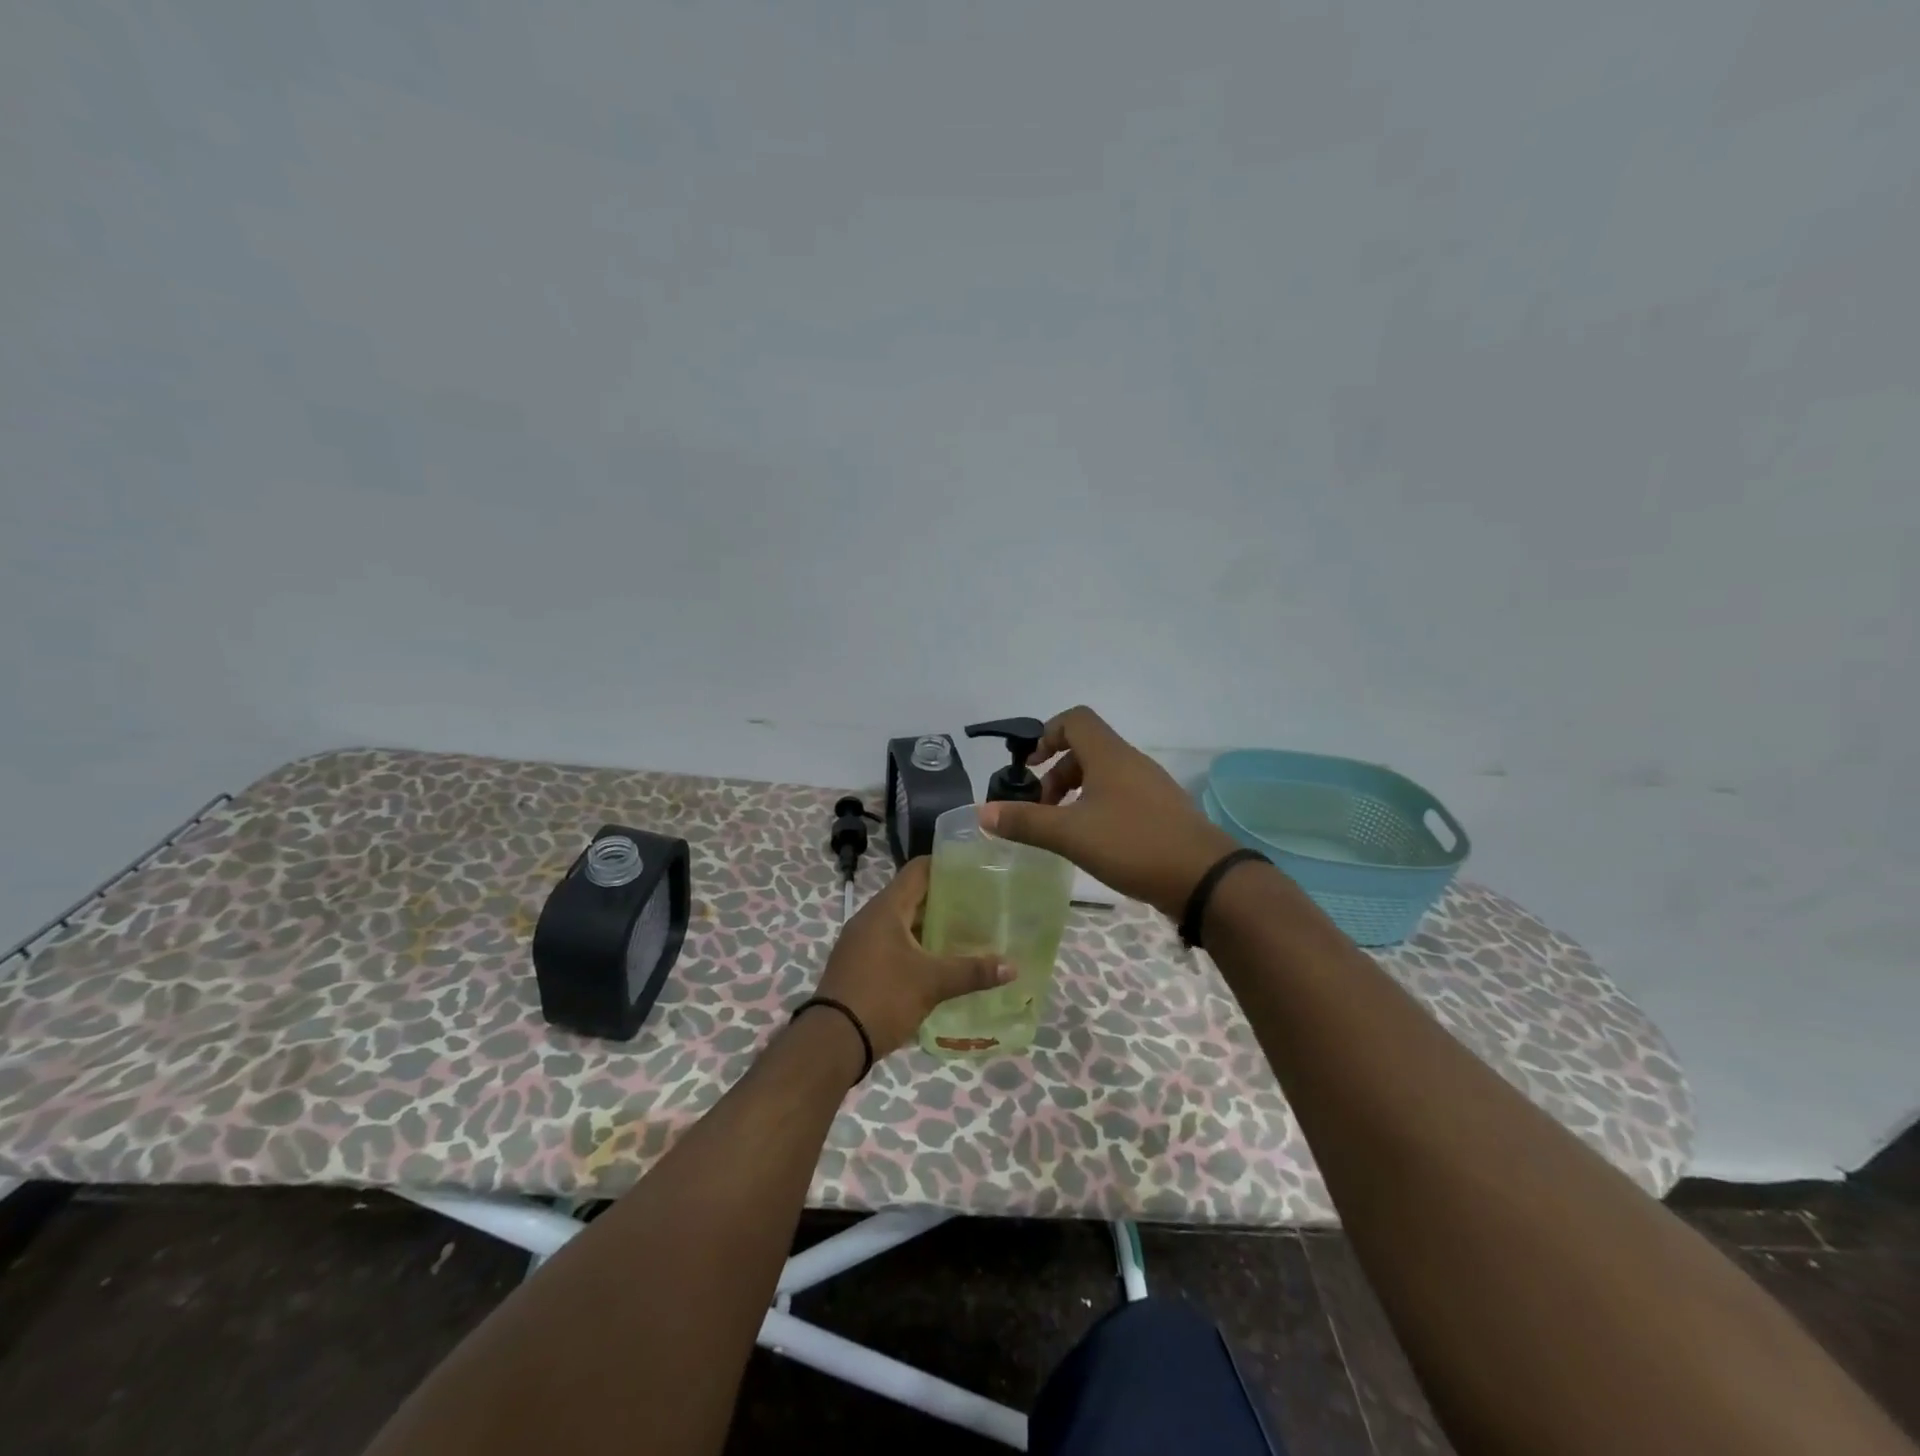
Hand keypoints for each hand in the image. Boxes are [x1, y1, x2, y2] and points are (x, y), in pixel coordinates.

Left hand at [810, 856, 1013, 1061]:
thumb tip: (1012, 967)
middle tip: (981, 905)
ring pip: (902, 922)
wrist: (832, 1041)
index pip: (918, 870)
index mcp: (886, 908)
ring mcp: (861, 941)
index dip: (946, 864)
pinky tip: (939, 962)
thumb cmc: (883, 997)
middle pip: (912, 896)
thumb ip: (972, 971)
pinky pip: (892, 943)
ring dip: (931, 926)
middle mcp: (871, 917)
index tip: (976, 869)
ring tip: (967, 933)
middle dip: (945, 900)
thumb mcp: (932, 983)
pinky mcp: (859, 964)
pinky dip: (916, 946)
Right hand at [978, 705, 1238, 917]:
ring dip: (1075, 794)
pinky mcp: (1160, 811)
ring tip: (1062, 829)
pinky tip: (1092, 842)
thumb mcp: (1070, 835)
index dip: (1046, 735)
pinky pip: (1120, 796)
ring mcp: (1150, 786)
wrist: (1204, 878)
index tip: (1029, 768)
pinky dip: (1097, 808)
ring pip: (1103, 775)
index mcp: (1109, 755)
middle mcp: (1130, 762)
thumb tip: (983, 812)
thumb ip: (1025, 822)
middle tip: (1041, 809)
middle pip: (1085, 749)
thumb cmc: (1133, 844)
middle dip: (1056, 774)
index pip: (1075, 719)